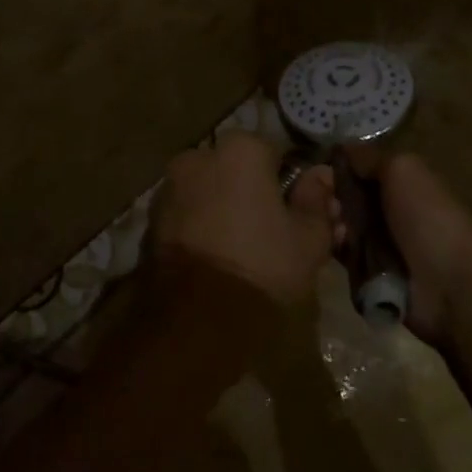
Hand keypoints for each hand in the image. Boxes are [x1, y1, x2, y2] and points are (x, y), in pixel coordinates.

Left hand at [154, 131, 335, 304]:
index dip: (290, 184)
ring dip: (227, 211)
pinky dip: (202, 229)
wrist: (195, 321)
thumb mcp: (309, 238)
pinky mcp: (151, 223)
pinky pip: (188, 216)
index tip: (300, 214)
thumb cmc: (262, 266)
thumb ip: (317, 200)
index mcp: (240, 150)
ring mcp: (169, 190)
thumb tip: (321, 176)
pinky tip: (219, 260)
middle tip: (275, 234)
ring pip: (210, 193)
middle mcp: (198, 157)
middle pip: (237, 171)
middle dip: (255, 194)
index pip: (275, 154)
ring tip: (246, 252)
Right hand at [332, 151, 471, 344]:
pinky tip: (335, 245)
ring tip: (333, 225)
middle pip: (346, 196)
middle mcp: (390, 208)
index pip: (359, 168)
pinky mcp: (370, 272)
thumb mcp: (403, 169)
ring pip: (341, 224)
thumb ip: (371, 157)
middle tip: (323, 202)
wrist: (449, 285)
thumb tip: (342, 148)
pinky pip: (344, 254)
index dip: (338, 167)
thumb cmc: (428, 218)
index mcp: (403, 182)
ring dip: (332, 222)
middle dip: (330, 196)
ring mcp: (380, 241)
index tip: (318, 170)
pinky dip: (337, 248)